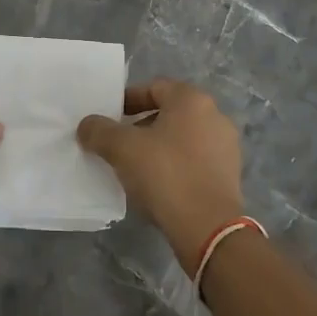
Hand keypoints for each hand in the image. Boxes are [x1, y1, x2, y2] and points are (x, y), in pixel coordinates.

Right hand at [77, 79, 245, 267]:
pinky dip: (175, 166)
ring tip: (135, 167)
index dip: (128, 100)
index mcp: (192, 100)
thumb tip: (87, 125)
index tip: (109, 117)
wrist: (208, 227)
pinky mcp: (229, 175)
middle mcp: (215, 116)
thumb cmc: (165, 174)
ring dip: (158, 147)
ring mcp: (226, 147)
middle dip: (141, 125)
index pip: (154, 87)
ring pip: (182, 138)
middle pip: (169, 113)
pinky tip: (158, 185)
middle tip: (118, 143)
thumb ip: (99, 131)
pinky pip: (195, 161)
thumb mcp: (122, 148)